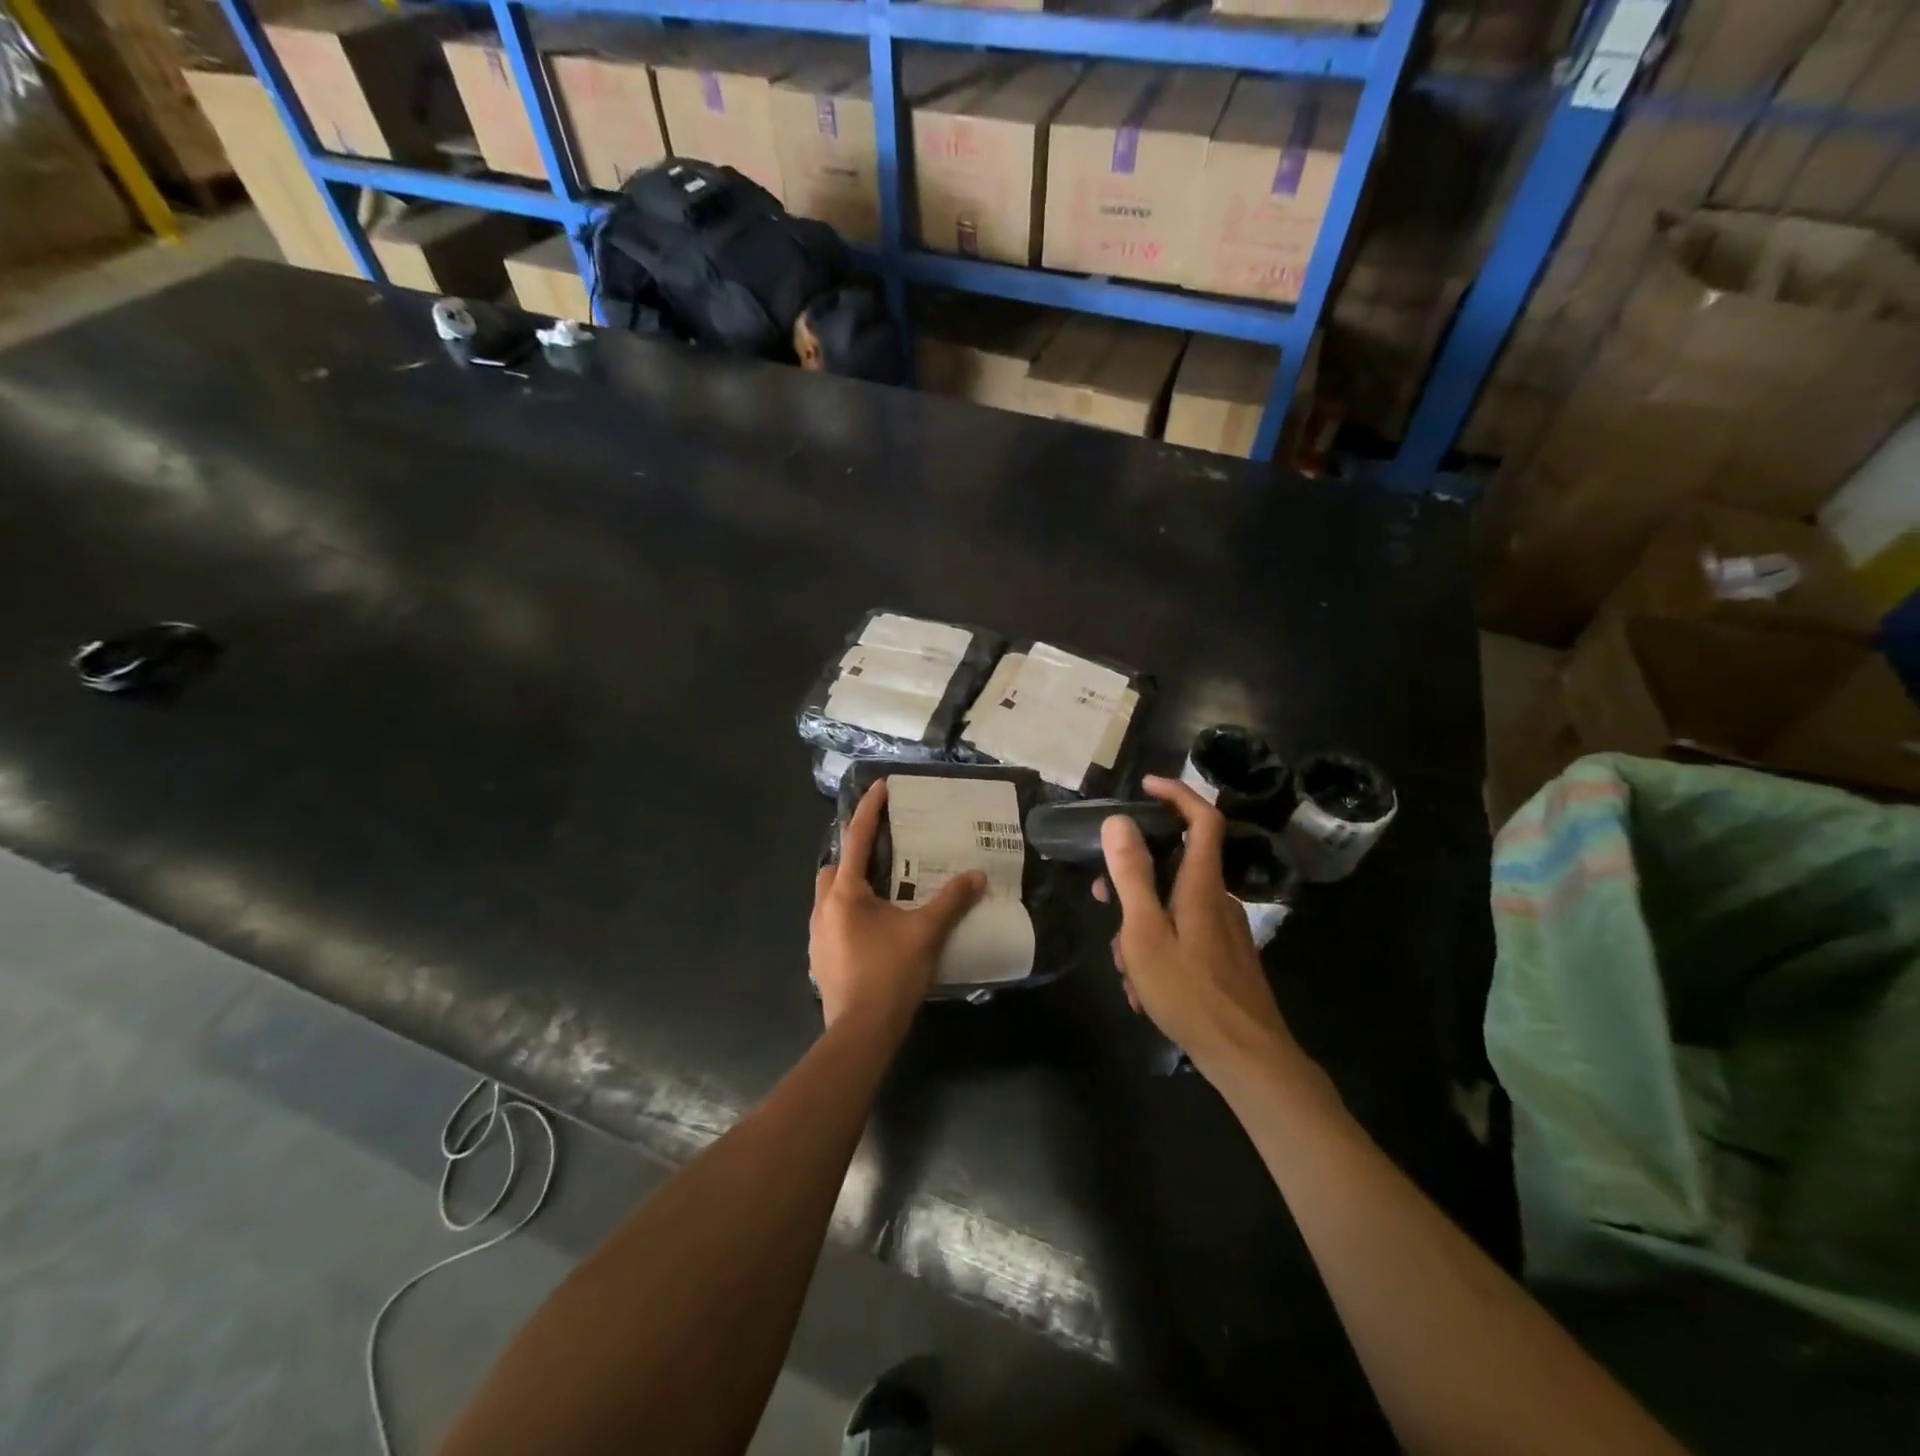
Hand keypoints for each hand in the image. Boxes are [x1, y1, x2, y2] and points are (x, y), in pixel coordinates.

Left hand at [811, 781, 985, 1030]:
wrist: (860, 1033)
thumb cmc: (889, 974)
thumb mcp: (926, 933)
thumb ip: (952, 901)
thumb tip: (977, 875)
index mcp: (845, 894)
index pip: (857, 839)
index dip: (869, 811)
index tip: (880, 786)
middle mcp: (823, 908)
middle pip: (834, 868)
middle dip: (853, 855)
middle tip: (884, 855)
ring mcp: (817, 936)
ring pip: (830, 897)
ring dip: (851, 888)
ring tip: (883, 894)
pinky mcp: (820, 959)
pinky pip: (832, 923)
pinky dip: (850, 916)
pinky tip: (874, 931)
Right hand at [1098, 776, 1306, 1082]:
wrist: (1248, 1059)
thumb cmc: (1190, 993)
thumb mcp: (1145, 933)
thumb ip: (1132, 876)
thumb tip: (1118, 821)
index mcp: (1202, 886)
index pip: (1202, 819)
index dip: (1177, 794)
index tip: (1146, 786)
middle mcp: (1218, 900)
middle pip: (1175, 866)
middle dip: (1134, 880)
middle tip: (1102, 900)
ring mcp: (1225, 931)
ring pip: (1172, 909)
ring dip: (1141, 929)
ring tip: (1126, 970)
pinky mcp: (1226, 958)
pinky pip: (1183, 937)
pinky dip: (1159, 951)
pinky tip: (1145, 992)